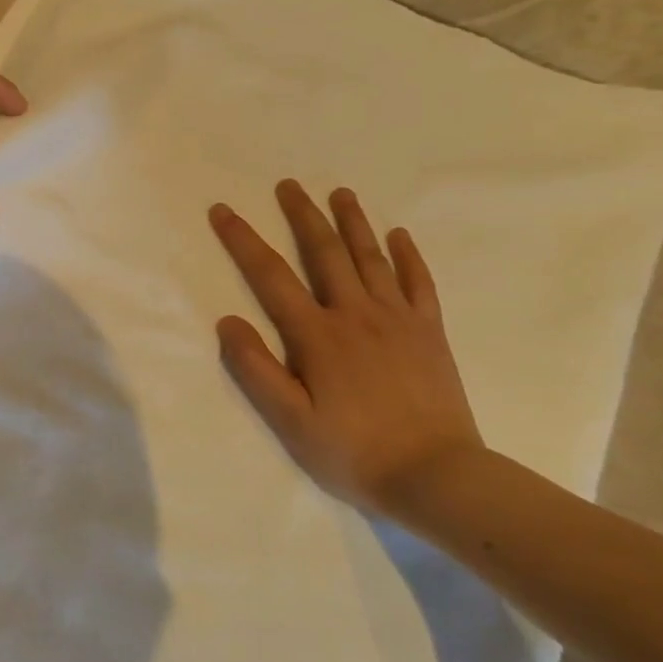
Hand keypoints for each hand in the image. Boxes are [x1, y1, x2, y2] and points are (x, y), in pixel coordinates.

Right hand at [209, 181, 483, 514]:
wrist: (438, 476)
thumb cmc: (354, 452)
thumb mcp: (290, 421)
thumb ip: (256, 370)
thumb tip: (227, 321)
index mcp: (317, 335)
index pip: (271, 276)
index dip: (243, 240)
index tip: (224, 210)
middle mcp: (356, 315)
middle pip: (325, 253)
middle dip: (303, 215)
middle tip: (289, 184)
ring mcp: (398, 320)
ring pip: (371, 258)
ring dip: (353, 222)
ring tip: (340, 193)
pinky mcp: (429, 333)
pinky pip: (418, 283)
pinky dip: (407, 256)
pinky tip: (399, 235)